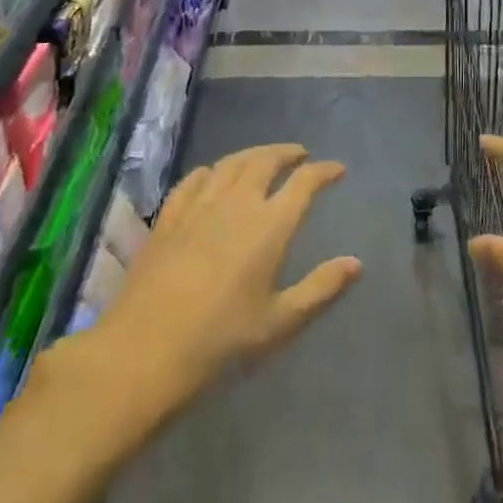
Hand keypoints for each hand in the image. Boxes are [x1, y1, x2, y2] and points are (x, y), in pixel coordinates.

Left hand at [96, 144, 362, 413]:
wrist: (146, 350)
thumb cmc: (222, 340)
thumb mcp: (280, 321)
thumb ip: (321, 288)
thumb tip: (356, 263)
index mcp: (270, 225)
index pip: (304, 182)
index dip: (323, 171)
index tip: (337, 169)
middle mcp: (236, 204)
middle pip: (265, 161)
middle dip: (286, 153)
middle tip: (300, 154)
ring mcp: (198, 207)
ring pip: (229, 164)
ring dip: (252, 154)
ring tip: (263, 158)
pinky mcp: (168, 218)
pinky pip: (192, 180)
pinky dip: (210, 171)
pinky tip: (211, 175)